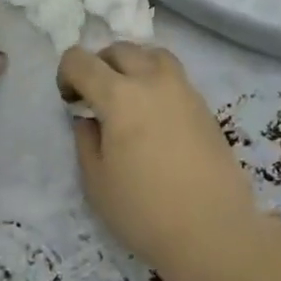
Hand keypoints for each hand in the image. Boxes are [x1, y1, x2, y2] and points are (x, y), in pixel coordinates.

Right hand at [57, 44, 265, 280]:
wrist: (214, 231)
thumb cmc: (145, 211)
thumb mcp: (96, 182)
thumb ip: (86, 140)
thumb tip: (90, 120)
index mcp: (119, 96)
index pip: (81, 60)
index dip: (66, 74)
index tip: (70, 101)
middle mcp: (152, 80)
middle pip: (119, 50)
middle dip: (99, 65)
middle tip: (94, 97)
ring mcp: (184, 90)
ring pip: (152, 54)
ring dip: (132, 65)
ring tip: (127, 96)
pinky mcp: (204, 106)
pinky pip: (173, 75)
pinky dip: (156, 80)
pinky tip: (154, 114)